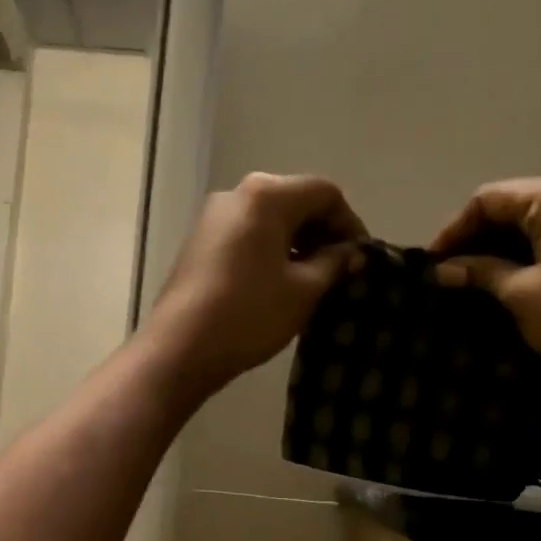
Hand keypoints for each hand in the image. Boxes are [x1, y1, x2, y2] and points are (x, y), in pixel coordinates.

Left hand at [144, 172, 365, 400]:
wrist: (180, 348)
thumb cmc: (249, 314)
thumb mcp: (304, 291)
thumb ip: (334, 263)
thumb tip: (349, 252)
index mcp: (266, 195)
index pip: (324, 193)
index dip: (350, 224)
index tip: (361, 259)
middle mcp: (236, 194)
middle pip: (294, 200)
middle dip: (322, 232)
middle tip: (339, 270)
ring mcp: (212, 217)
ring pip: (269, 219)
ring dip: (296, 243)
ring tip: (312, 281)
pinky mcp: (199, 242)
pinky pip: (246, 234)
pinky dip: (270, 250)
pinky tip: (278, 283)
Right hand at [429, 172, 540, 408]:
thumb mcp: (521, 294)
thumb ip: (481, 272)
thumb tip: (443, 270)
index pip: (491, 199)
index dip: (455, 229)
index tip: (432, 263)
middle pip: (520, 205)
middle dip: (481, 237)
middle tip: (451, 272)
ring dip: (508, 246)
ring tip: (478, 279)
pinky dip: (538, 253)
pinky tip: (518, 280)